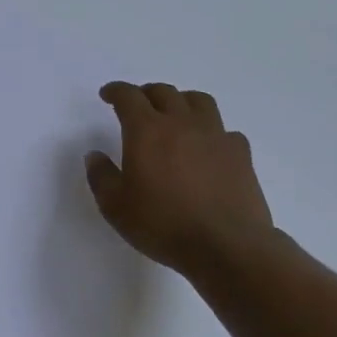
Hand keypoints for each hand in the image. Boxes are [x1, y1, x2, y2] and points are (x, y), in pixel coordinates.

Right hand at [84, 82, 277, 282]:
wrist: (226, 246)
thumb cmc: (163, 224)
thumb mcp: (115, 206)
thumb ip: (101, 176)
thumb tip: (95, 155)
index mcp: (146, 130)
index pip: (129, 96)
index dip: (116, 91)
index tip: (107, 95)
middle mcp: (181, 123)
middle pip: (164, 92)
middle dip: (146, 93)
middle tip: (138, 104)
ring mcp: (215, 136)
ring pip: (199, 101)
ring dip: (181, 101)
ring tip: (175, 115)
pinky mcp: (241, 154)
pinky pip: (225, 130)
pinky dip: (212, 132)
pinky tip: (208, 148)